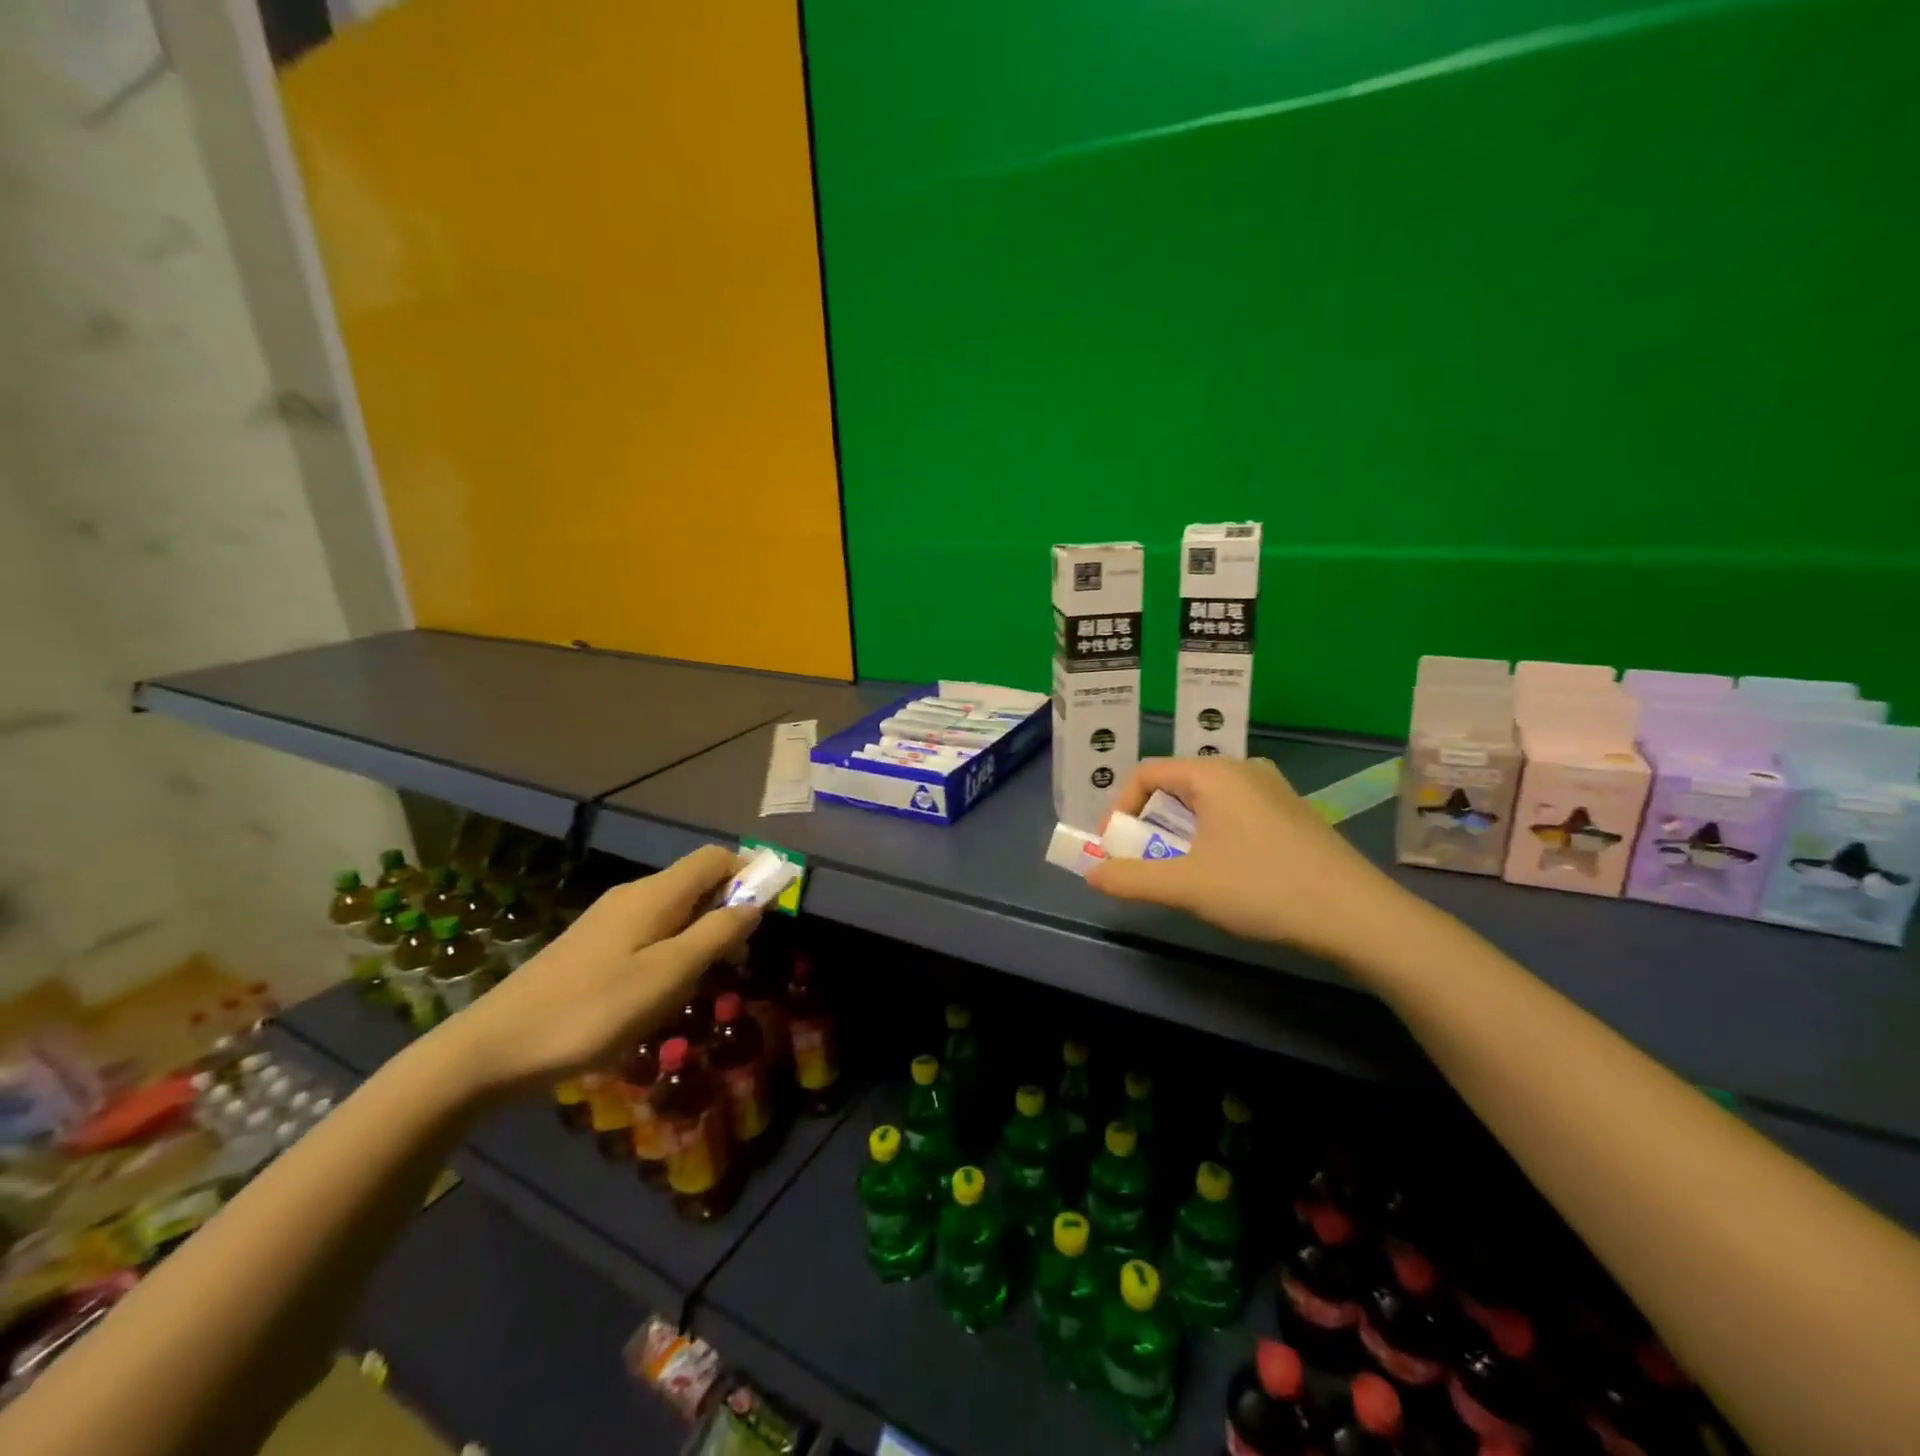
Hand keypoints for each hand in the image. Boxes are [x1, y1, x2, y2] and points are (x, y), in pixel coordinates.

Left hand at [447, 845, 758, 1091]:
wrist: (496, 1048)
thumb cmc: (595, 1010)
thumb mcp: (670, 974)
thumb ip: (717, 933)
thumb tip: (756, 901)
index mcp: (656, 894)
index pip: (715, 858)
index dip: (750, 871)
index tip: (774, 906)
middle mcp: (634, 895)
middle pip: (697, 881)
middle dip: (729, 908)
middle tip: (740, 957)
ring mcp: (609, 919)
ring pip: (675, 909)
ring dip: (702, 932)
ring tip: (706, 980)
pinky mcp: (592, 945)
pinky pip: (651, 930)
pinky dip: (674, 947)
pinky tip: (664, 989)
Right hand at [1087, 757, 1413, 963]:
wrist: (1358, 916)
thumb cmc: (1263, 889)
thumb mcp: (1187, 887)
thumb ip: (1131, 879)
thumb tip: (1092, 875)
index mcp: (1213, 774)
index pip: (1146, 773)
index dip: (1118, 808)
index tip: (1112, 847)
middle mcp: (1243, 770)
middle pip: (1175, 785)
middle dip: (1148, 822)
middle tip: (1142, 860)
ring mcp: (1273, 790)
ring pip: (1206, 800)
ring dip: (1179, 831)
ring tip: (1179, 869)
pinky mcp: (1292, 813)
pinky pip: (1234, 811)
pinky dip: (1211, 833)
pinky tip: (1224, 870)